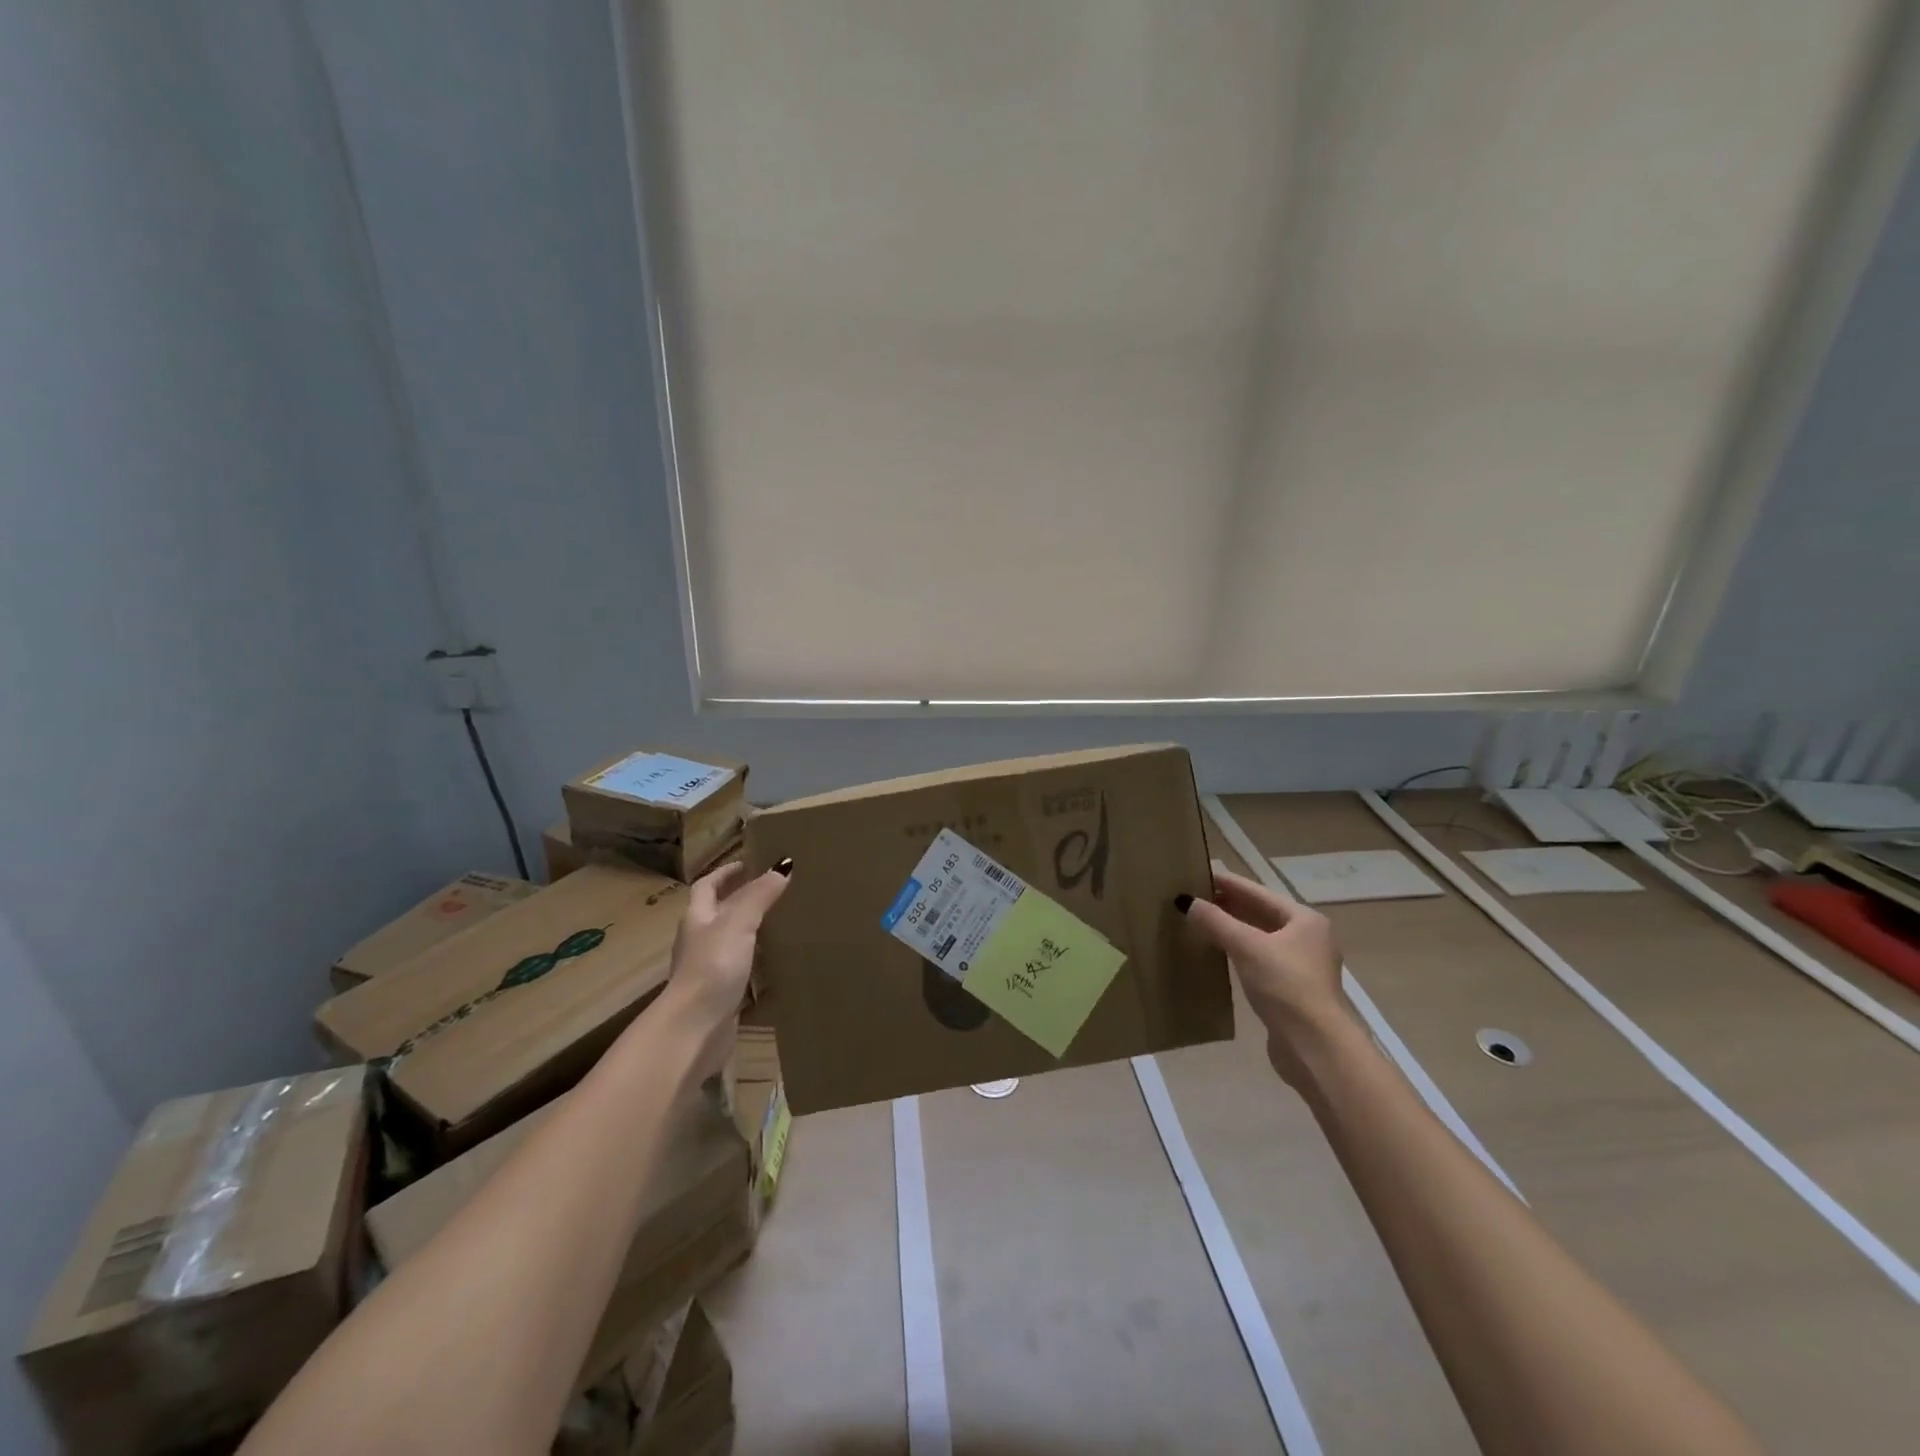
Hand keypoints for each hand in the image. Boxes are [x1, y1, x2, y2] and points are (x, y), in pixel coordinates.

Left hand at [659, 858, 791, 1078]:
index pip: (707, 887)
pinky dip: (755, 963)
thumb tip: (782, 866)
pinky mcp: (720, 996)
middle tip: (772, 891)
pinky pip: (739, 971)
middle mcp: (699, 942)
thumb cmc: (712, 967)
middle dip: (739, 901)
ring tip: (779, 923)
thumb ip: (759, 896)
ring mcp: (708, 970)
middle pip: (716, 914)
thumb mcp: (738, 923)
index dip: (724, 873)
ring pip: (729, 942)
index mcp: (697, 919)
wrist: (694, 1029)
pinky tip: (775, 964)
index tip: (747, 864)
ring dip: (749, 932)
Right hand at [1180, 868, 1351, 1087]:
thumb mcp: (1246, 946)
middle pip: (1260, 913)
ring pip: (1259, 938)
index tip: (1198, 873)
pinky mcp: (1291, 990)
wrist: (1314, 1047)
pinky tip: (1216, 953)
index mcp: (1304, 920)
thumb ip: (1216, 922)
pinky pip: (1258, 960)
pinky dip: (1237, 952)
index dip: (1227, 883)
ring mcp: (1301, 966)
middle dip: (1228, 905)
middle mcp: (1307, 938)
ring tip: (1200, 921)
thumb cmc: (1285, 985)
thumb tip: (1187, 902)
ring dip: (1231, 929)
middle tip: (1193, 896)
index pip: (1258, 892)